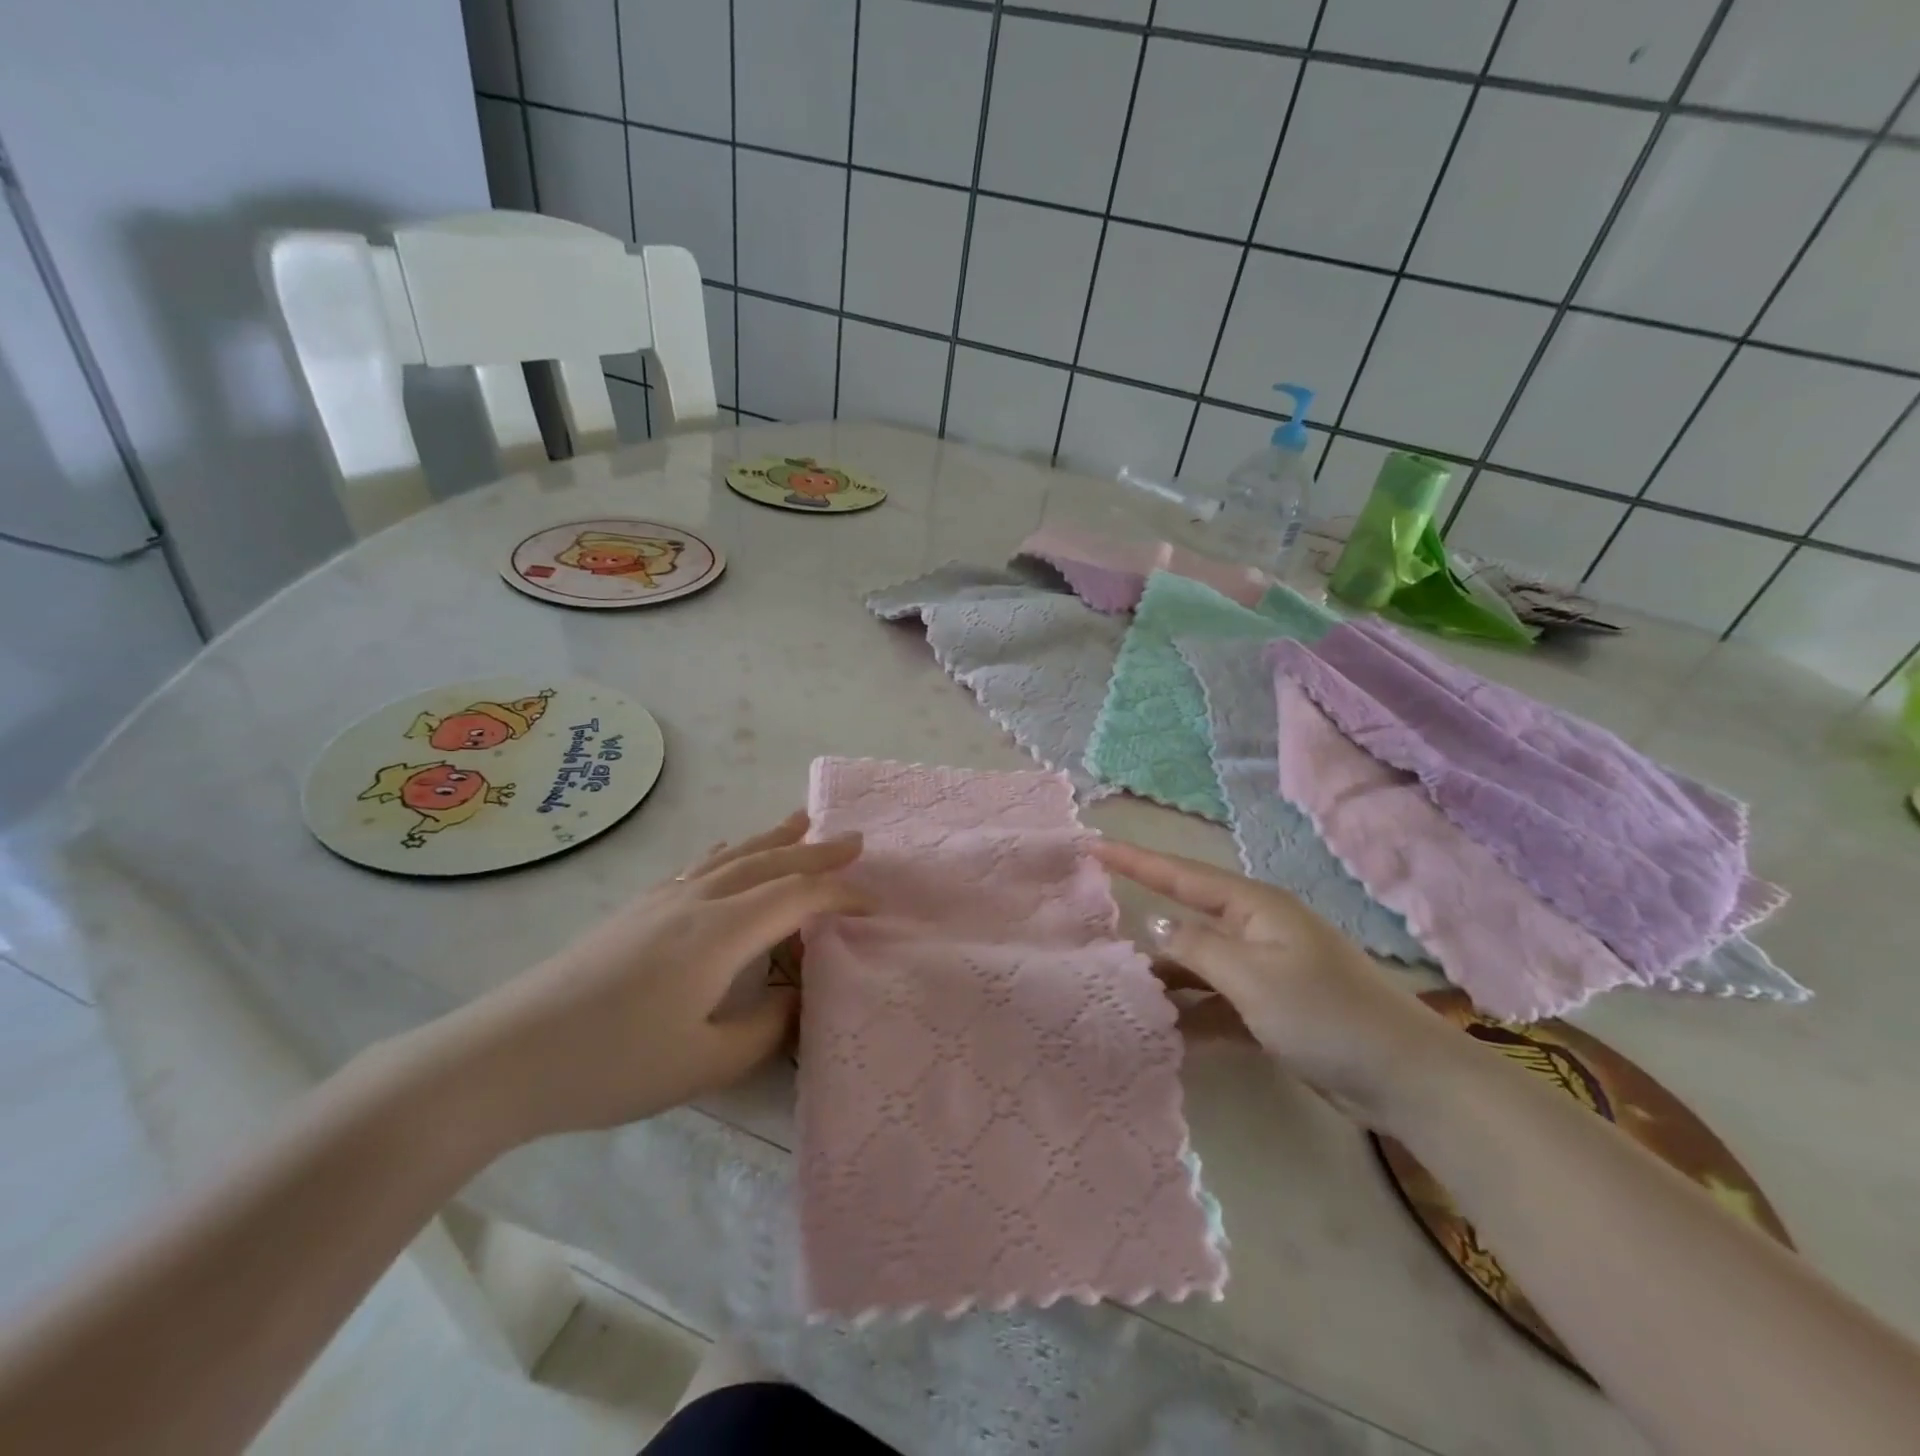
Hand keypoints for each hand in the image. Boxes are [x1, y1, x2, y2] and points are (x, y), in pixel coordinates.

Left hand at [413, 812, 867, 1146]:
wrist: (503, 1056)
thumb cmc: (611, 1064)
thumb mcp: (704, 1063)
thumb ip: (764, 1028)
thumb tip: (794, 999)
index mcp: (720, 933)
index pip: (797, 899)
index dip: (840, 896)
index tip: (874, 905)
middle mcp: (696, 902)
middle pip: (768, 862)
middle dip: (816, 851)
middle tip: (854, 839)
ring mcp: (660, 901)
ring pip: (731, 856)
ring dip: (772, 838)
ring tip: (801, 818)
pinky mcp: (634, 911)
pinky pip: (697, 867)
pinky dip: (726, 853)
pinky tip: (724, 850)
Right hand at [1094, 838, 1457, 1126]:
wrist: (1404, 1078)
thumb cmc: (1325, 1013)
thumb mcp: (1252, 976)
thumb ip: (1197, 946)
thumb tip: (1154, 923)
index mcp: (1253, 906)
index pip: (1180, 875)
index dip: (1134, 859)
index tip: (1092, 843)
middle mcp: (1256, 929)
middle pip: (1188, 918)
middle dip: (1146, 923)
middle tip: (1095, 924)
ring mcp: (1266, 969)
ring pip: (1200, 963)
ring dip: (1168, 976)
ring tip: (1122, 986)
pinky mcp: (1273, 1008)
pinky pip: (1219, 1000)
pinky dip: (1194, 1011)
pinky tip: (1166, 1029)